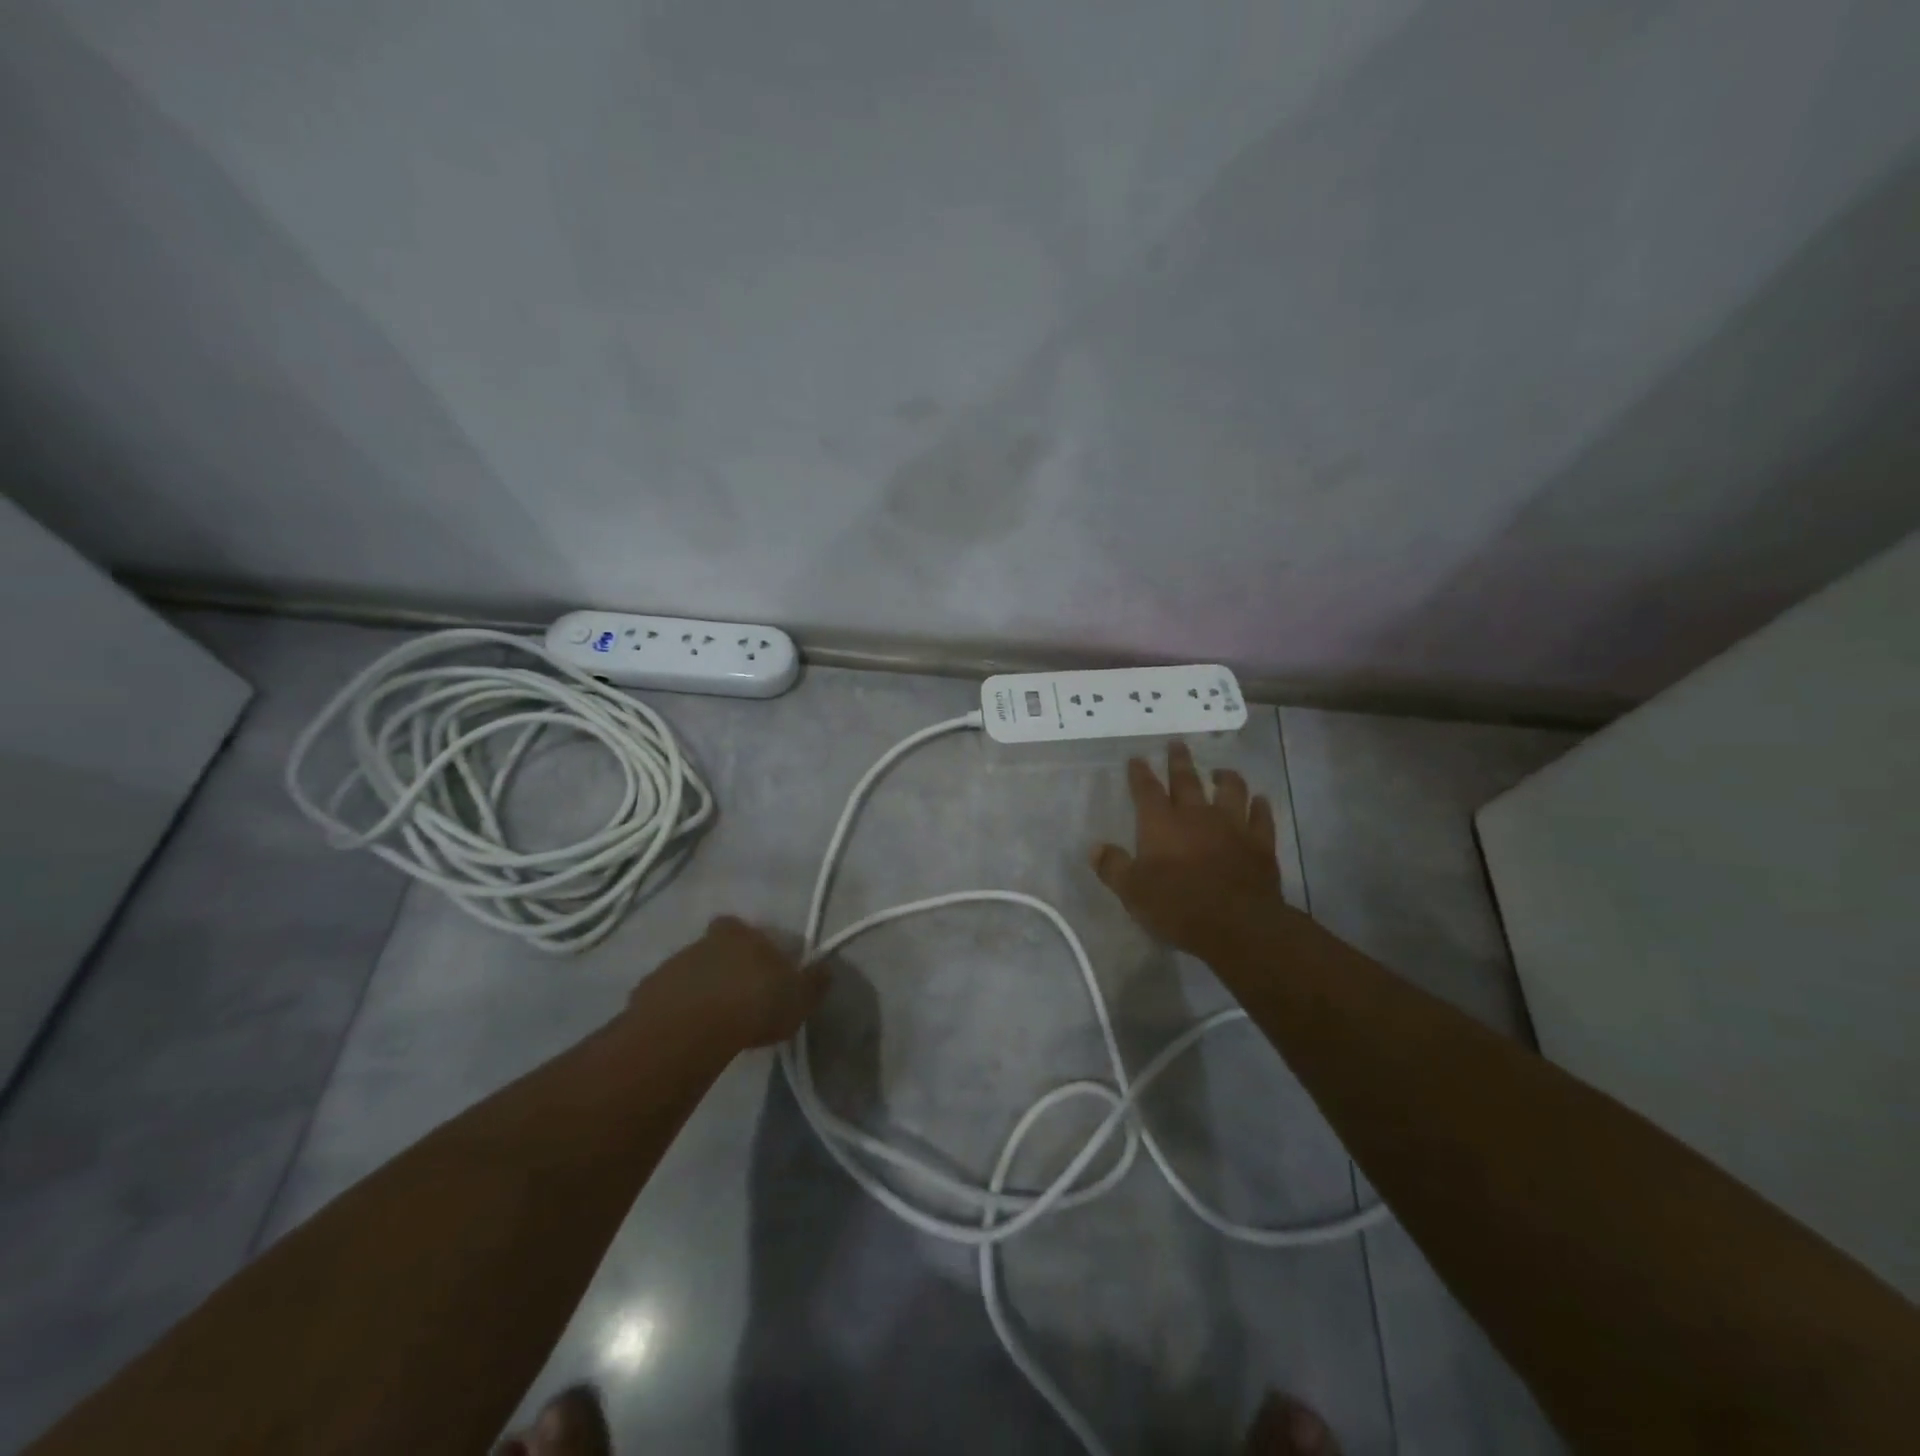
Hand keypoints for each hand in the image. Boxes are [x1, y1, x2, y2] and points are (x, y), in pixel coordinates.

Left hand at [642, 916, 829, 1049]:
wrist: (690, 1030)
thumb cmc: (753, 1004)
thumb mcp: (798, 997)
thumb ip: (813, 982)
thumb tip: (826, 968)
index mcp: (740, 934)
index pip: (739, 926)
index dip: (746, 941)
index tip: (754, 963)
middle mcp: (702, 942)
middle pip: (711, 947)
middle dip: (720, 965)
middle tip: (734, 994)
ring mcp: (670, 967)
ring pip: (686, 973)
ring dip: (697, 989)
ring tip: (711, 1020)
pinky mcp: (645, 996)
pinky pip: (665, 1000)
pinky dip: (675, 1011)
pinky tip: (687, 1034)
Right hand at [1091, 742, 1284, 956]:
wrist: (1236, 923)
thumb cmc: (1176, 905)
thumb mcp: (1132, 891)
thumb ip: (1113, 867)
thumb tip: (1095, 848)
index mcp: (1161, 823)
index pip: (1146, 789)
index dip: (1140, 773)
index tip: (1137, 758)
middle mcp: (1196, 815)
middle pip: (1187, 780)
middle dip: (1179, 761)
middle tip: (1177, 744)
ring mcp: (1232, 826)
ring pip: (1230, 790)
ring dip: (1225, 778)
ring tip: (1221, 771)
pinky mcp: (1260, 843)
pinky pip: (1262, 817)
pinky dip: (1261, 807)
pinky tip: (1260, 801)